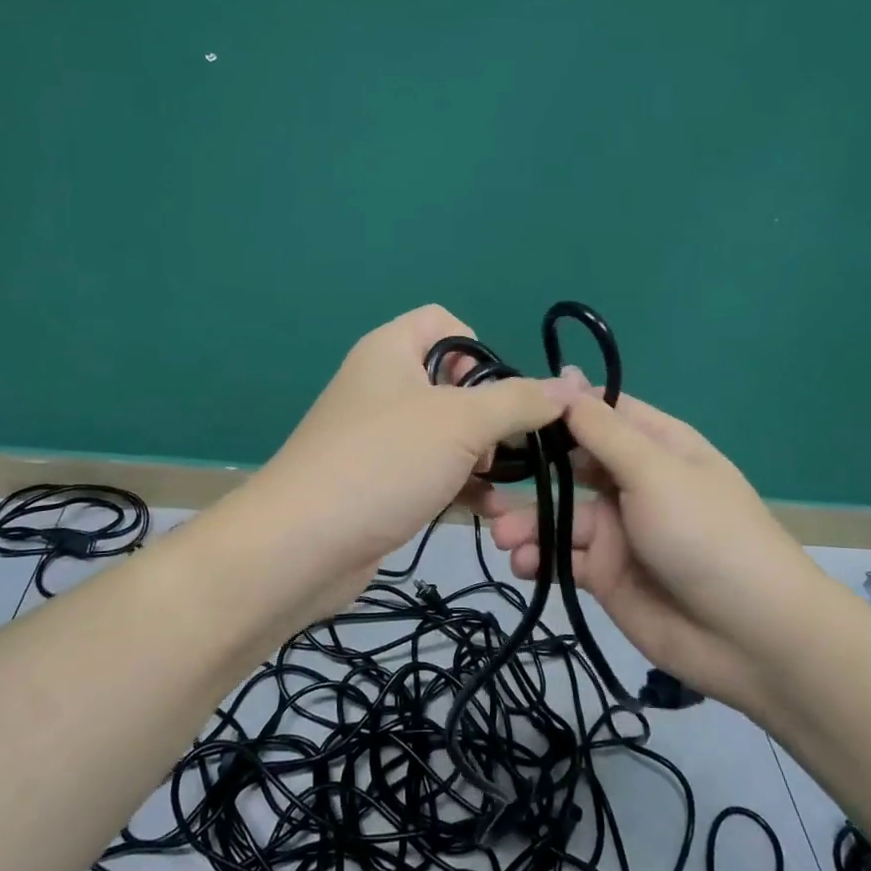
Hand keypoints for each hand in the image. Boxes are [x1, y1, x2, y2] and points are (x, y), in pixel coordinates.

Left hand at [239, 305, 580, 618]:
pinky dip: (462, 488)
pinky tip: (491, 515)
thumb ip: (518, 401)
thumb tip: (569, 388)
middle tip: (501, 447)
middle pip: (454, 382)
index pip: (445, 323)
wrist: (301, 547)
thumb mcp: (459, 422)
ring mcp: (380, 438)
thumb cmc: (382, 462)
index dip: (480, 350)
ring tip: (505, 488)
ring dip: (484, 459)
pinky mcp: (382, 482)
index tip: (499, 393)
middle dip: (490, 415)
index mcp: (391, 350)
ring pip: (449, 434)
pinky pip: (434, 472)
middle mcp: (383, 386)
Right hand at [474, 377, 829, 713]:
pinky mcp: (607, 576)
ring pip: (560, 516)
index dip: (557, 408)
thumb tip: (566, 376)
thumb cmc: (706, 535)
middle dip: (529, 471)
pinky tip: (524, 565)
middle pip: (570, 465)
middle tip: (486, 477)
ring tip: (503, 538)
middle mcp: (634, 482)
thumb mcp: (655, 472)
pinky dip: (540, 559)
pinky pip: (564, 558)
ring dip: (528, 523)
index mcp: (656, 445)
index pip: (599, 412)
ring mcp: (620, 531)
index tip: (508, 409)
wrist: (752, 638)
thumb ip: (603, 430)